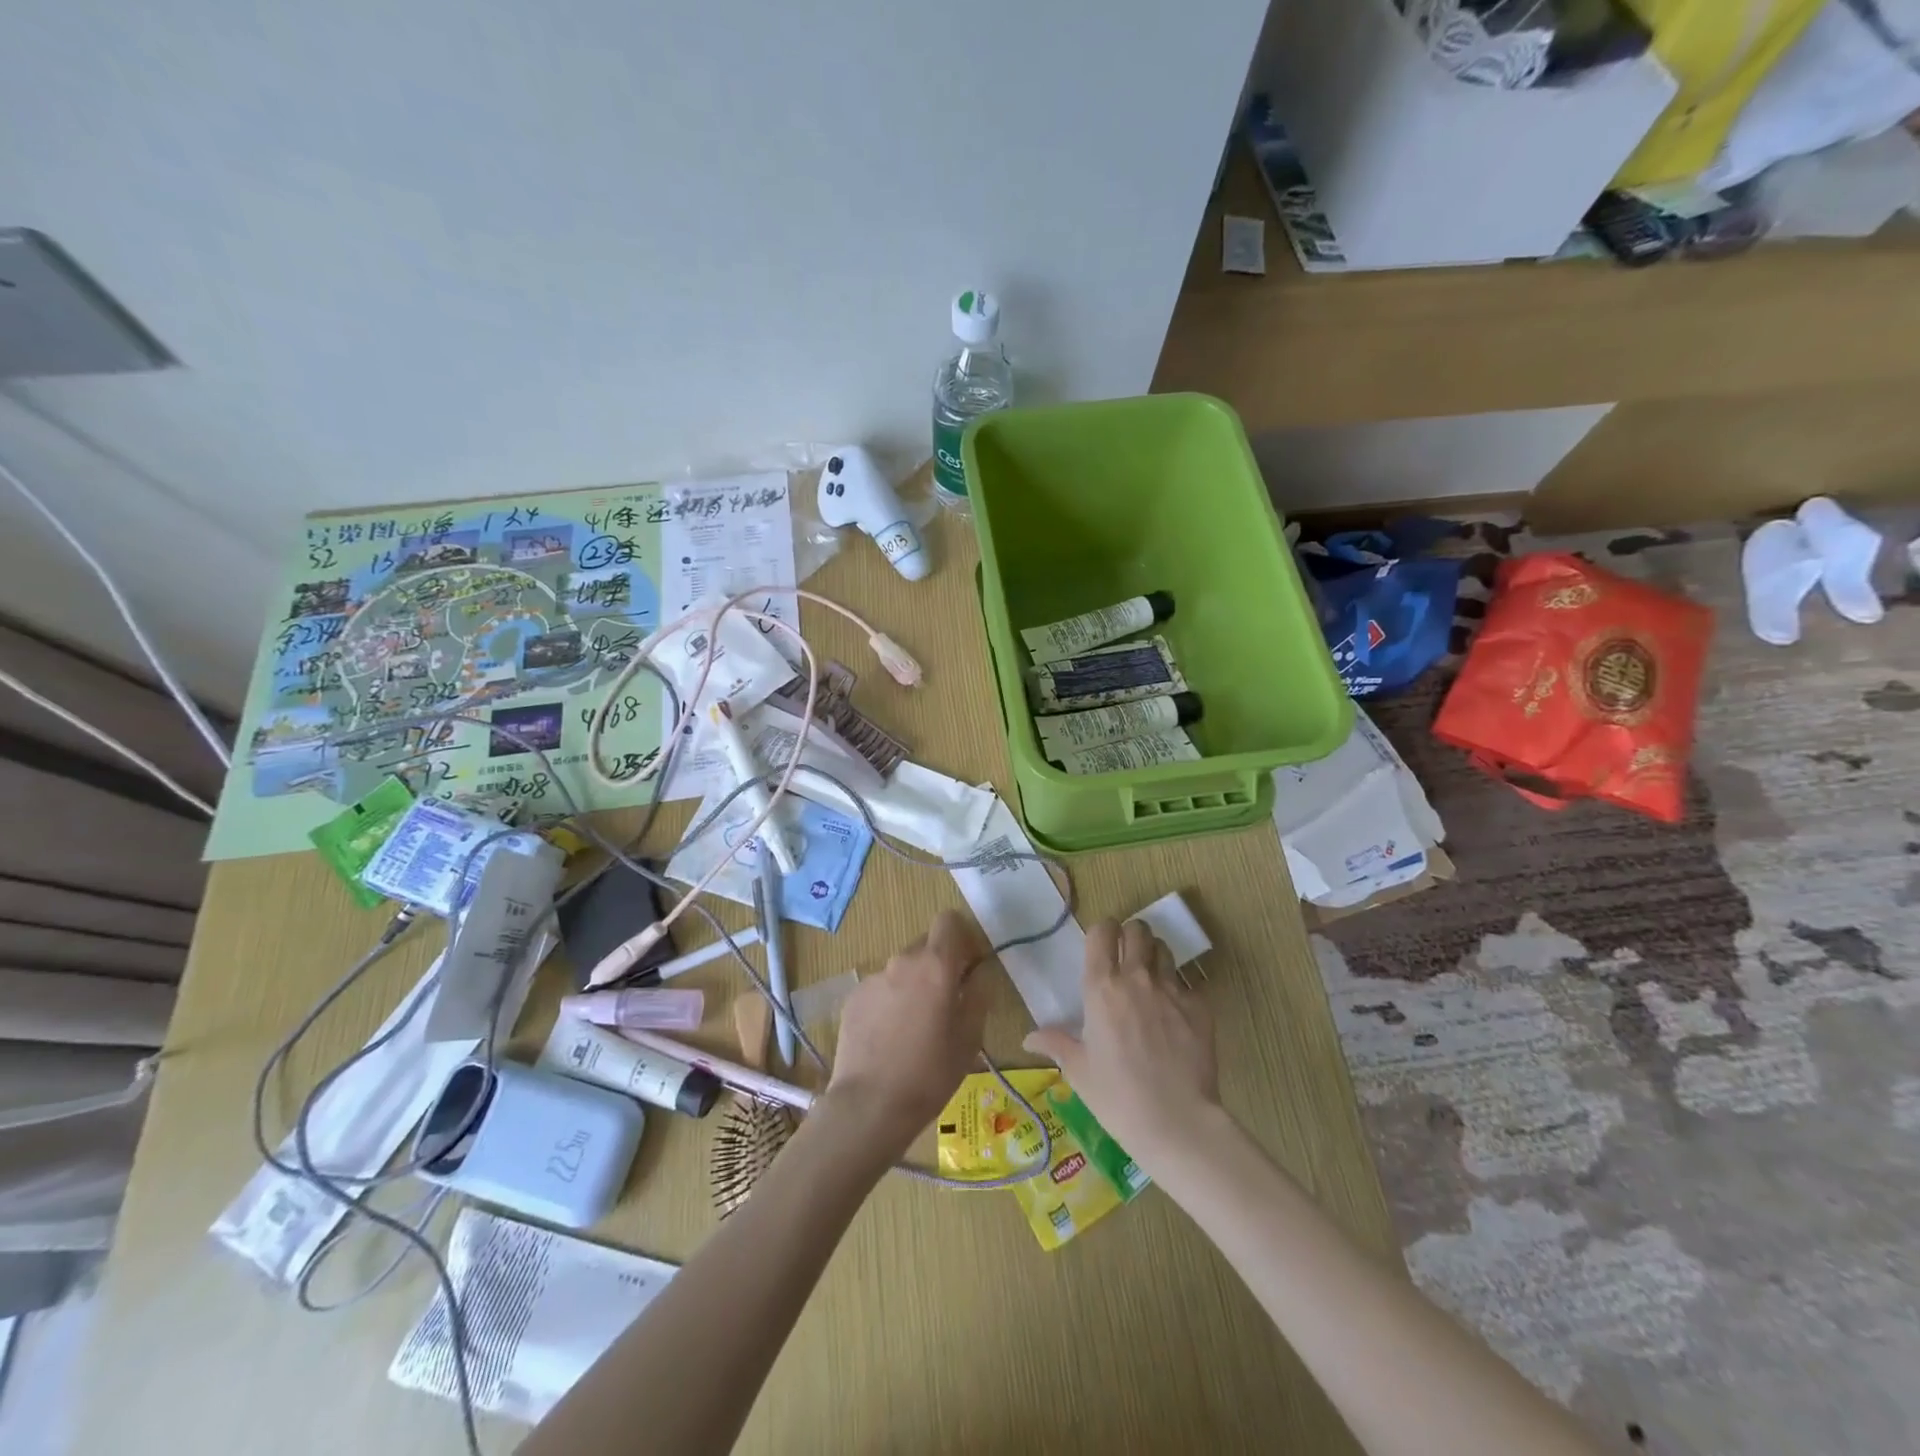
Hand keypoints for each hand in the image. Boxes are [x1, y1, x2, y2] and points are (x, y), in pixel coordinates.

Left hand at [825, 910, 990, 1150]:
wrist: (869, 1105)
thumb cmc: (930, 1073)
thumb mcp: (970, 1037)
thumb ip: (979, 994)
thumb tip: (979, 973)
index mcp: (936, 965)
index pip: (948, 920)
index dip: (961, 937)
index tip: (968, 965)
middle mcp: (902, 961)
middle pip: (926, 944)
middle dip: (939, 964)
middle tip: (946, 1002)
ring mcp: (873, 978)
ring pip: (903, 969)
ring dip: (914, 985)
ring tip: (915, 1028)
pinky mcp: (853, 998)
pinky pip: (881, 988)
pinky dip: (890, 1002)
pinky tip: (890, 1038)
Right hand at [1024, 919, 1219, 1172]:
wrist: (1176, 1122)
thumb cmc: (1117, 1097)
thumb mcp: (1078, 1071)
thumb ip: (1055, 1044)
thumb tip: (1028, 1038)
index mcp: (1101, 987)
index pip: (1102, 932)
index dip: (1102, 931)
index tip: (1102, 944)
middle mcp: (1136, 978)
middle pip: (1137, 930)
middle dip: (1131, 936)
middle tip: (1127, 956)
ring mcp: (1172, 990)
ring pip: (1164, 950)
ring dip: (1155, 957)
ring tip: (1151, 980)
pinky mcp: (1200, 1007)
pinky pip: (1189, 984)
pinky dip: (1180, 991)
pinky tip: (1176, 1016)